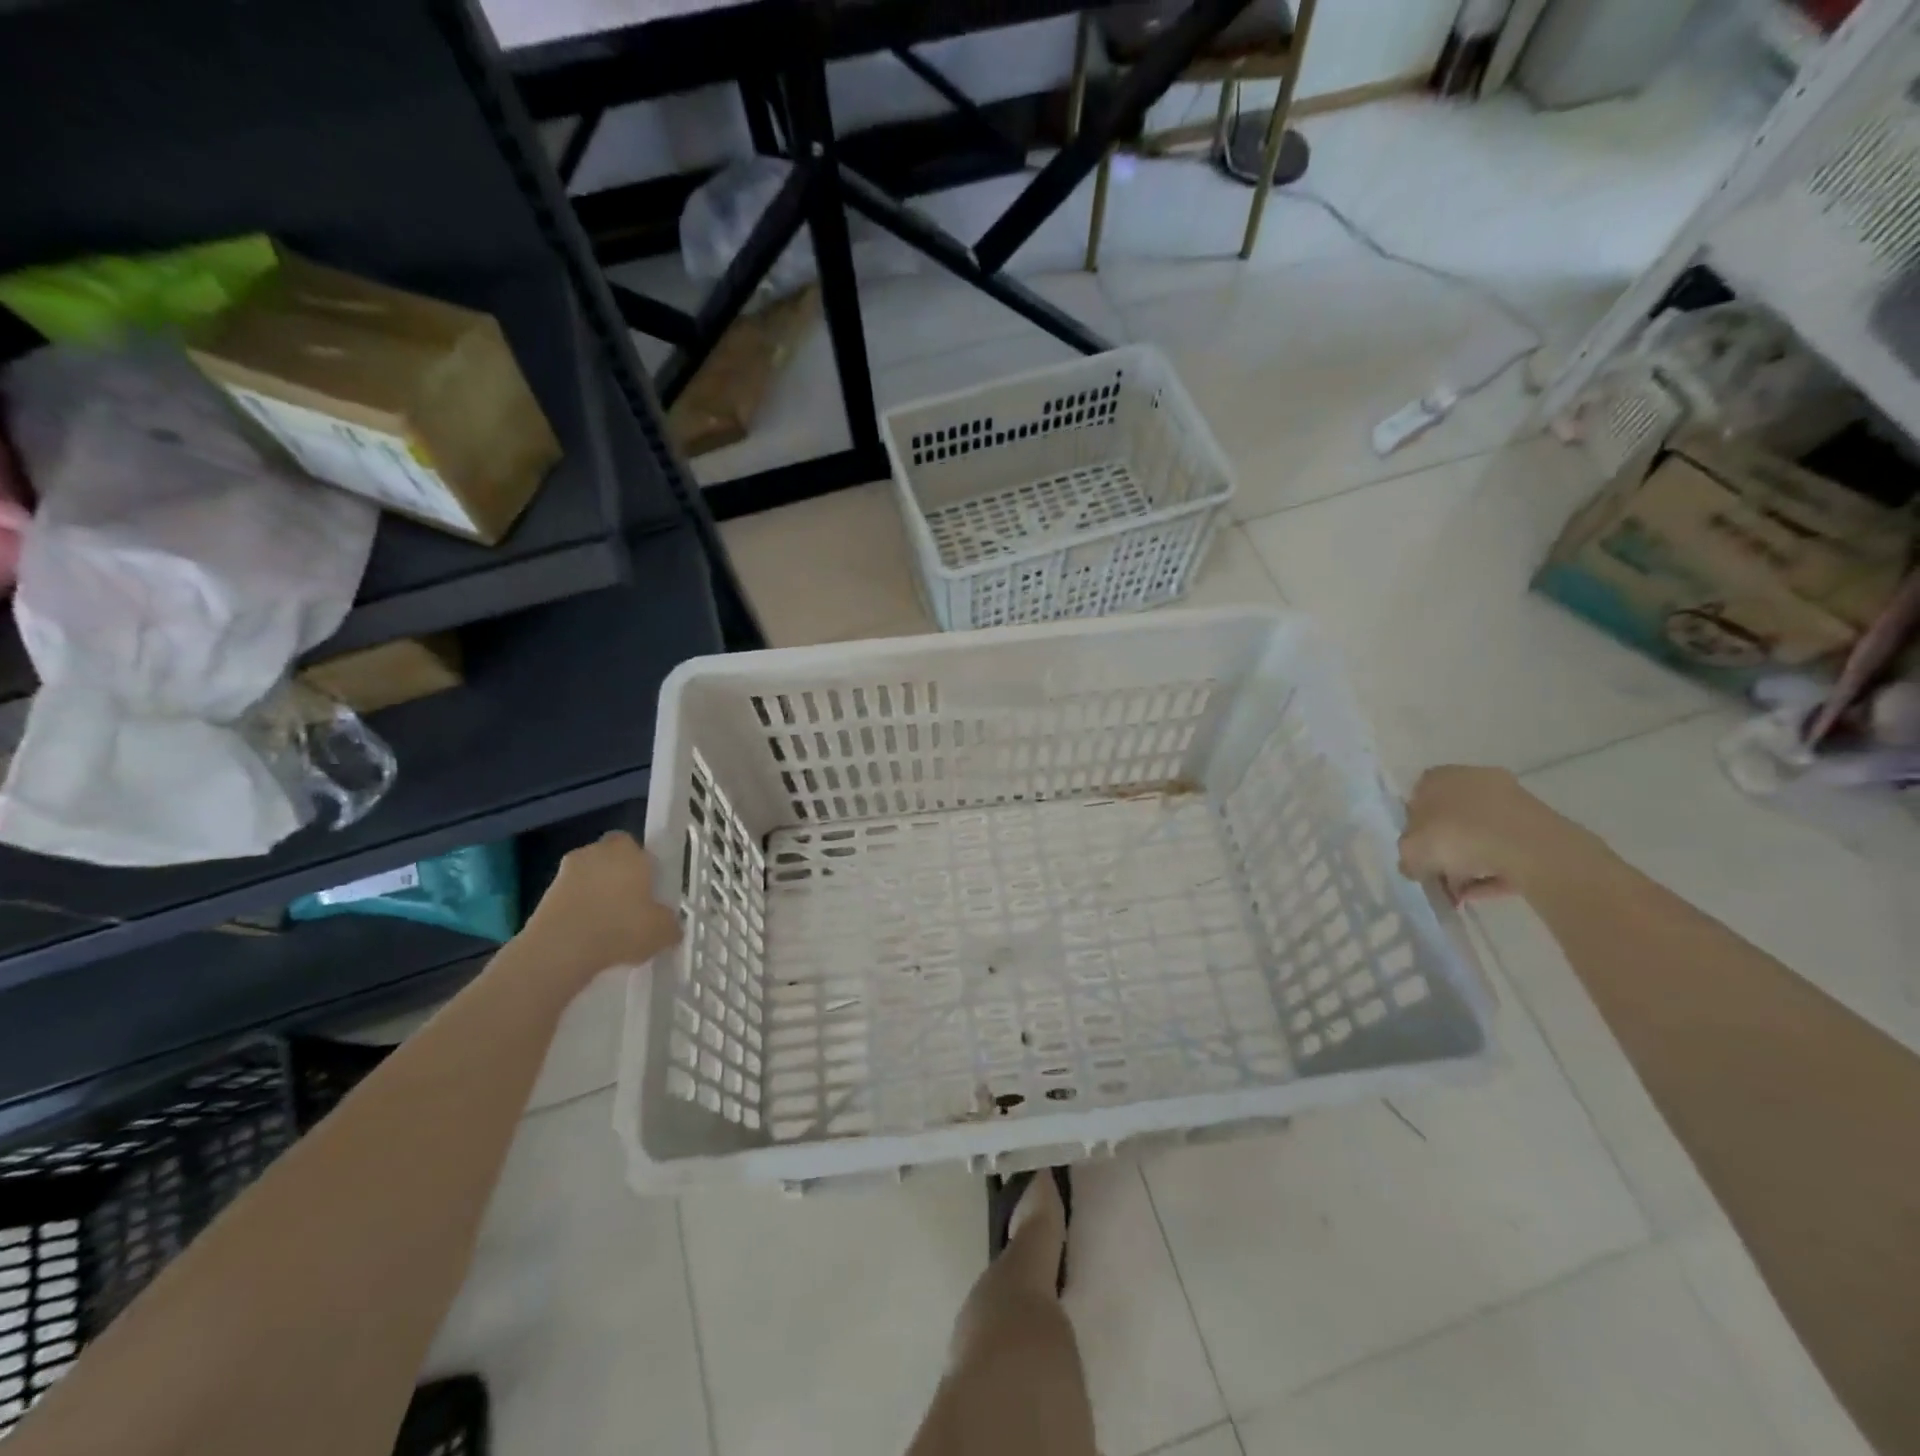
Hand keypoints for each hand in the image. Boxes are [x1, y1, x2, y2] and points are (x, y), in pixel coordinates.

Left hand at [523, 831, 680, 979]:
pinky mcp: (544, 896)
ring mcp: (566, 873)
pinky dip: (577, 912)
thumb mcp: (662, 932)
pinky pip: (569, 899)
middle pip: (609, 858)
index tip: (648, 886)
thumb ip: (670, 925)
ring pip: (587, 878)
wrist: (560, 950)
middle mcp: (596, 853)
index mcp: (629, 852)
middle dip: (617, 876)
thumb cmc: (620, 929)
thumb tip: (671, 927)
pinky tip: (587, 937)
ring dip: (595, 894)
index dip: (642, 863)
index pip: (635, 845)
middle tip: (630, 905)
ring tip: (607, 926)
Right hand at [1398, 766, 1586, 903]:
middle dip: (1444, 849)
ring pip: (1480, 834)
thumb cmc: (1456, 836)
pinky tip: (1481, 893)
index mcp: (1437, 778)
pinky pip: (1505, 848)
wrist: (1527, 846)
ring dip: (1468, 862)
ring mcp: (1508, 800)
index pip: (1417, 800)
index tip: (1416, 853)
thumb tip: (1415, 866)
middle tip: (1438, 876)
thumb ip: (1407, 858)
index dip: (1413, 830)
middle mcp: (1472, 780)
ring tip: (1460, 893)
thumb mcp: (1411, 851)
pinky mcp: (1536, 824)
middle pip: (1451, 818)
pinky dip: (1492, 869)